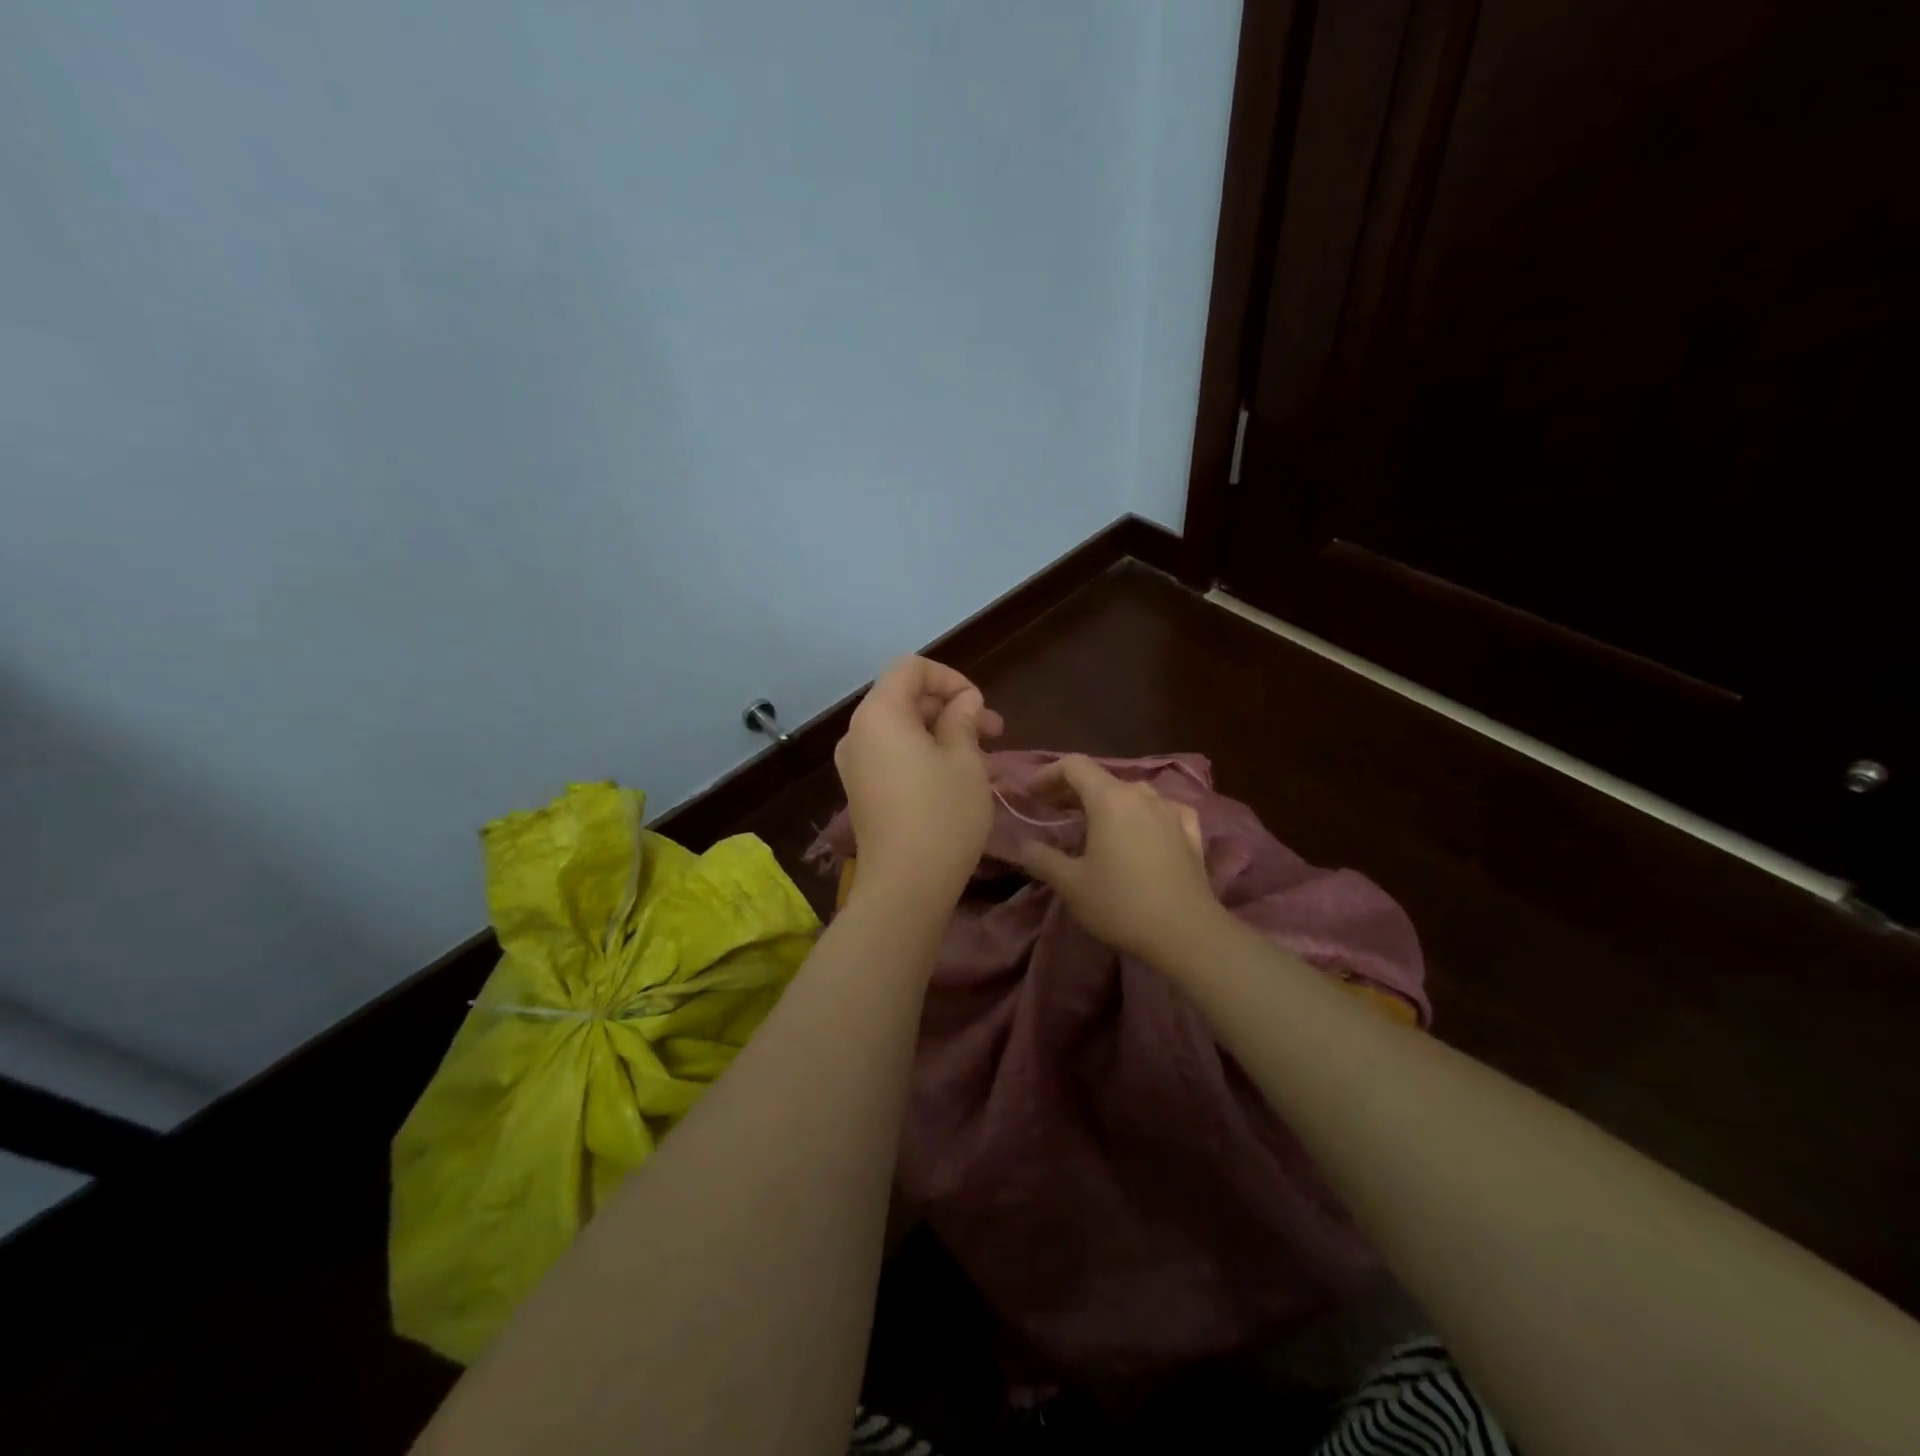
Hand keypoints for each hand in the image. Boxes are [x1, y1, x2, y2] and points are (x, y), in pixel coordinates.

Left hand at [835, 656, 1004, 901]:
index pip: (910, 668)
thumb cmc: (942, 815)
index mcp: (879, 714)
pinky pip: (894, 756)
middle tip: (993, 731)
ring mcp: (856, 764)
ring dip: (943, 734)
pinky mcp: (862, 791)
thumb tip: (963, 702)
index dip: (949, 677)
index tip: (978, 705)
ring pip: (903, 730)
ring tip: (985, 757)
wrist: (905, 886)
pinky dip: (925, 755)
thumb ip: (963, 719)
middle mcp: (858, 733)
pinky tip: (961, 777)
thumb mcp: (965, 760)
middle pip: (905, 698)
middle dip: (951, 708)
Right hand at [1016, 755, 1222, 963]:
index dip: (1048, 774)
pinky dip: (1143, 815)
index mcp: (1110, 799)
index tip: (1032, 796)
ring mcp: (1171, 812)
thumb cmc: (1120, 903)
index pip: (1074, 766)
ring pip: (1132, 794)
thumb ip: (1042, 859)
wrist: (1186, 933)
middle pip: (1102, 779)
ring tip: (1093, 825)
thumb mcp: (1070, 884)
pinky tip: (1143, 829)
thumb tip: (1025, 846)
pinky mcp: (1191, 833)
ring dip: (1107, 803)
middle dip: (1072, 791)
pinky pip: (1162, 811)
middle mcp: (1142, 795)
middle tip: (1052, 812)